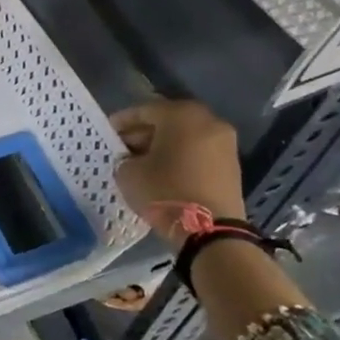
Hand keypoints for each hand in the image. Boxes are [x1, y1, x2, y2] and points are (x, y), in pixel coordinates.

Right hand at [113, 99, 246, 243]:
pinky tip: (164, 173)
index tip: (107, 133)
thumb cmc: (165, 192)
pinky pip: (198, 153)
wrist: (211, 230)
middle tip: (124, 149)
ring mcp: (224, 142)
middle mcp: (208, 120)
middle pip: (168, 121)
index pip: (144, 110)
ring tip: (143, 163)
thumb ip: (125, 159)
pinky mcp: (232, 165)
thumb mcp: (129, 174)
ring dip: (163, 146)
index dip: (122, 121)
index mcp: (181, 115)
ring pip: (185, 137)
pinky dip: (180, 158)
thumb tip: (131, 159)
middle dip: (143, 133)